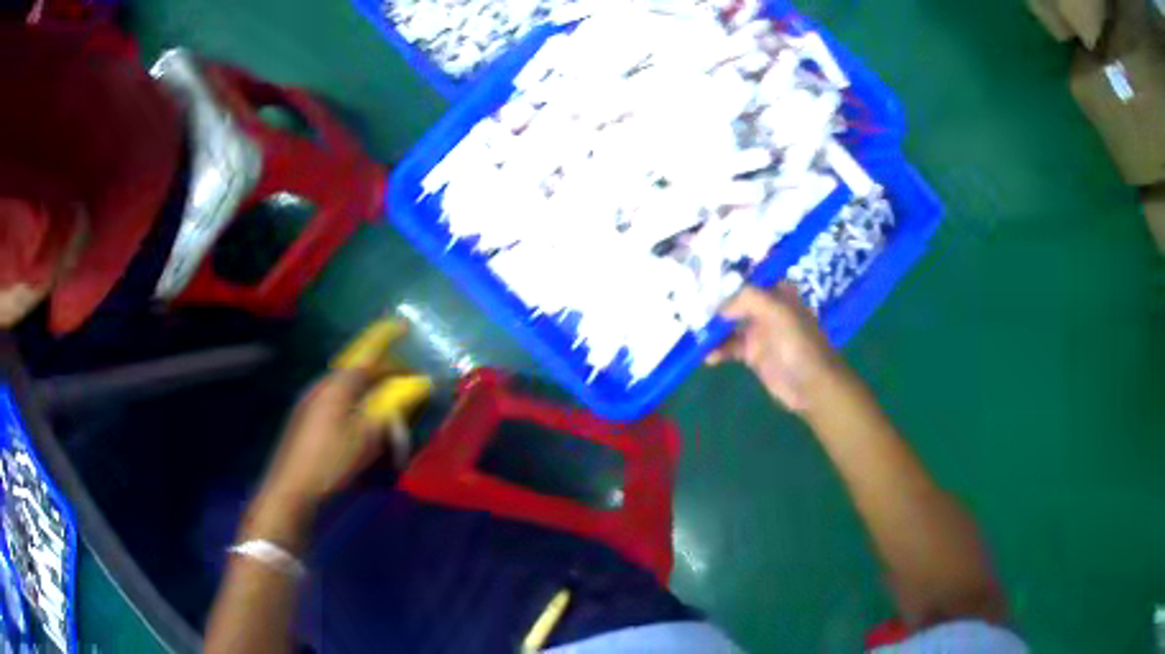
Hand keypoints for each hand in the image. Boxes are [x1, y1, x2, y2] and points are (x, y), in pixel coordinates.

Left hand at [246, 368, 402, 548]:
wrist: (292, 488)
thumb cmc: (332, 461)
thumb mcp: (366, 441)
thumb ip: (387, 418)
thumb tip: (401, 405)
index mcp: (336, 387)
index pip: (368, 365)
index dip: (391, 368)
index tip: (410, 375)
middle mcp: (319, 388)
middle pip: (351, 375)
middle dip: (374, 380)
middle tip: (393, 391)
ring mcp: (305, 404)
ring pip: (339, 391)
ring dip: (359, 396)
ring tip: (373, 411)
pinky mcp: (299, 421)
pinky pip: (329, 404)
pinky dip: (345, 409)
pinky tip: (349, 428)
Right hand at [707, 284, 838, 412]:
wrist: (812, 385)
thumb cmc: (799, 344)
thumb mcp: (778, 313)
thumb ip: (748, 299)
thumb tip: (719, 306)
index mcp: (777, 292)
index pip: (747, 277)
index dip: (726, 276)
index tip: (700, 276)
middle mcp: (766, 308)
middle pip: (734, 300)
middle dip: (713, 304)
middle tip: (689, 307)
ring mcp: (759, 331)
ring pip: (728, 324)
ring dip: (712, 329)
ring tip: (694, 335)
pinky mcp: (752, 354)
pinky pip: (729, 347)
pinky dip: (717, 350)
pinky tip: (706, 356)